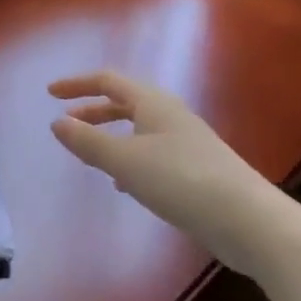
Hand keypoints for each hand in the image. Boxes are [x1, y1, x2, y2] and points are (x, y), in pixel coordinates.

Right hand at [49, 70, 300, 278]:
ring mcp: (187, 143)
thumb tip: (56, 122)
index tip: (50, 93)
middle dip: (93, 109)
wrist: (249, 220)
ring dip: (111, 134)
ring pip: (139, 129)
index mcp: (153, 103)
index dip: (78, 84)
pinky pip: (152, 152)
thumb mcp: (125, 161)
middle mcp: (171, 116)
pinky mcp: (196, 170)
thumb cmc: (181, 181)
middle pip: (125, 102)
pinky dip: (130, 158)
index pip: (108, 80)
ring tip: (90, 151)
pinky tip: (124, 184)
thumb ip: (88, 142)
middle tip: (66, 121)